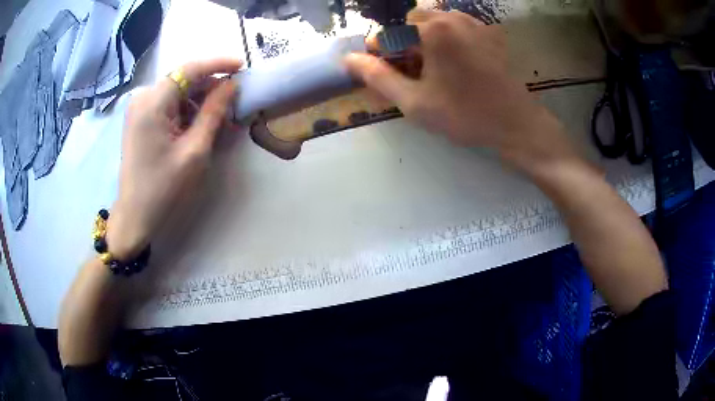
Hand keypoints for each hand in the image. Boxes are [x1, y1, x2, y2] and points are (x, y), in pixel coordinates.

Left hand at [107, 58, 241, 259]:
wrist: (135, 216)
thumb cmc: (163, 188)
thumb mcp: (194, 150)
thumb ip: (214, 112)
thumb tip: (232, 85)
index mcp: (152, 103)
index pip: (189, 69)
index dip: (217, 64)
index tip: (242, 67)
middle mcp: (143, 98)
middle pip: (183, 80)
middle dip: (210, 88)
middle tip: (234, 102)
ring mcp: (139, 109)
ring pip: (177, 93)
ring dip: (200, 102)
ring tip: (221, 121)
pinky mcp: (140, 120)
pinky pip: (168, 106)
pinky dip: (187, 112)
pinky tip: (200, 126)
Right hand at [345, 10, 580, 172]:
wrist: (518, 125)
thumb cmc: (466, 116)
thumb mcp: (415, 102)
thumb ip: (378, 77)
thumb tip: (348, 59)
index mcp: (432, 30)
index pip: (388, 32)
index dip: (380, 54)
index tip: (387, 76)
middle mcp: (452, 17)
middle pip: (410, 23)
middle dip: (403, 45)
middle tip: (411, 74)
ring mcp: (474, 22)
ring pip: (433, 22)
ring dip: (423, 41)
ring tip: (432, 70)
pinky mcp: (489, 32)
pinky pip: (456, 26)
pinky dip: (445, 39)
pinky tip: (454, 64)